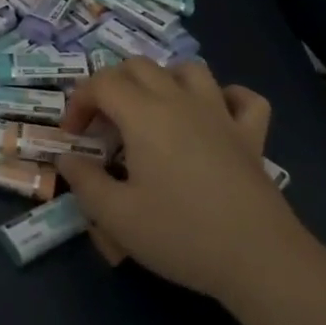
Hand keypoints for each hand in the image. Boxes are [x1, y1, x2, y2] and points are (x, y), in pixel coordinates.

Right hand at [59, 59, 300, 304]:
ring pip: (189, 70)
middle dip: (112, 85)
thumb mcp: (116, 216)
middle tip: (104, 124)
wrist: (258, 258)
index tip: (73, 136)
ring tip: (153, 111)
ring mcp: (221, 114)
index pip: (101, 83)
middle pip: (139, 66)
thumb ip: (85, 182)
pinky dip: (227, 97)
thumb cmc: (180, 234)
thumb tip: (68, 159)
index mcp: (144, 114)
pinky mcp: (251, 135)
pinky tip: (215, 116)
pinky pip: (243, 98)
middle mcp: (181, 101)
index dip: (79, 102)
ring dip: (164, 80)